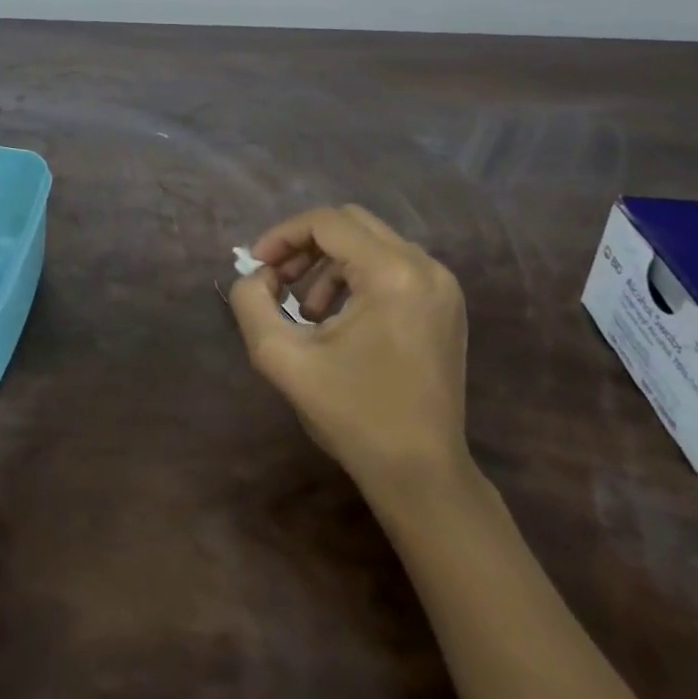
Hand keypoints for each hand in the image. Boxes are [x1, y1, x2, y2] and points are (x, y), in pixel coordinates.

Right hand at [229, 205, 469, 493]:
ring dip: (328, 262)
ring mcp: (441, 285)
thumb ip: (252, 303)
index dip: (282, 236)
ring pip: (371, 243)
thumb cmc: (352, 415)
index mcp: (392, 273)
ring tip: (306, 309)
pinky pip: (391, 266)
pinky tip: (337, 317)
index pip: (326, 222)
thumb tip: (258, 276)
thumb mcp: (282, 358)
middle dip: (305, 244)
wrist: (422, 475)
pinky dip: (356, 276)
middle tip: (277, 279)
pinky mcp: (445, 304)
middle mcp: (424, 267)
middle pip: (351, 224)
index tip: (257, 266)